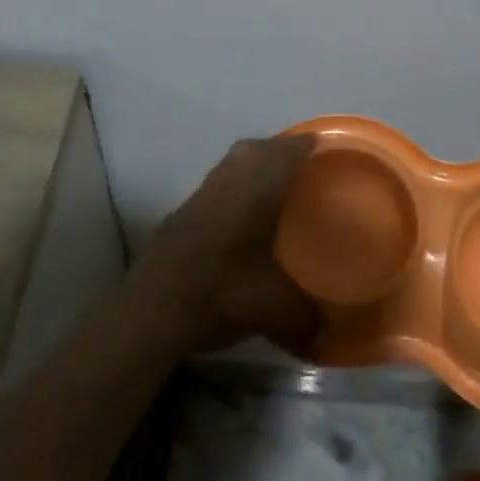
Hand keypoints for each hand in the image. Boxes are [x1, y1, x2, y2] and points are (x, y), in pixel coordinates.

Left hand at [134, 135, 320, 357]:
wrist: (152, 308)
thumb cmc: (221, 293)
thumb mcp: (275, 311)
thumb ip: (307, 319)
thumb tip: (327, 336)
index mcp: (258, 189)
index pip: (288, 152)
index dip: (308, 144)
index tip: (326, 147)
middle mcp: (230, 180)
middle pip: (258, 148)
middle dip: (281, 149)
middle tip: (303, 166)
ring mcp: (202, 193)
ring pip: (234, 162)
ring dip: (255, 163)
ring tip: (275, 183)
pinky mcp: (183, 210)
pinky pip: (218, 181)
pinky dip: (235, 184)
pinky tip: (241, 212)